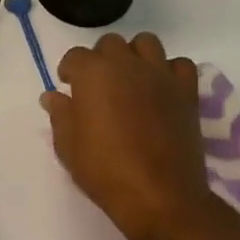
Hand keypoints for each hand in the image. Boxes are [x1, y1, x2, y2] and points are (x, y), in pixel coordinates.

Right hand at [42, 32, 222, 239]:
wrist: (160, 196)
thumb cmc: (106, 172)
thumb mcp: (69, 148)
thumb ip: (60, 115)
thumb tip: (52, 96)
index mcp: (93, 74)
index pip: (76, 56)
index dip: (70, 70)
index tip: (69, 88)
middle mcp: (127, 64)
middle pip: (111, 43)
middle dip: (101, 59)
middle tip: (99, 86)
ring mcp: (160, 75)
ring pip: (146, 43)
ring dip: (135, 55)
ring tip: (131, 80)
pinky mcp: (186, 91)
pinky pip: (180, 64)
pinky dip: (170, 71)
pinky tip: (162, 89)